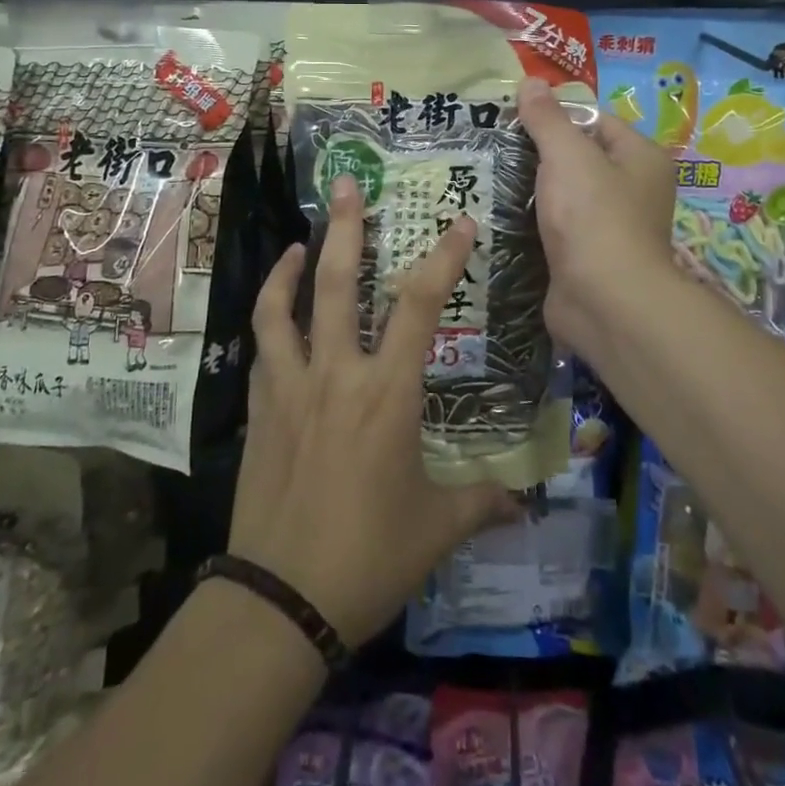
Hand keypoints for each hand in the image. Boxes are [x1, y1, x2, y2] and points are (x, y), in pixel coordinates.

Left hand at [229, 175, 515, 647]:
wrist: (281, 600)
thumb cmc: (368, 556)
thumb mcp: (435, 528)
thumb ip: (481, 502)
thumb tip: (524, 501)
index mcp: (386, 392)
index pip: (418, 306)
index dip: (442, 259)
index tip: (460, 223)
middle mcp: (336, 374)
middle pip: (336, 283)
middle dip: (342, 228)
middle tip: (344, 185)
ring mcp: (290, 388)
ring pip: (283, 309)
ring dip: (289, 267)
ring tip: (299, 241)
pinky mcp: (259, 410)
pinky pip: (262, 350)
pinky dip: (271, 322)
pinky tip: (278, 317)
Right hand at [514, 76, 678, 351]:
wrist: (605, 302)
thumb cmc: (593, 216)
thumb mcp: (567, 154)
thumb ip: (547, 118)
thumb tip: (531, 82)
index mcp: (641, 158)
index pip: (596, 120)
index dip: (558, 115)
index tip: (516, 118)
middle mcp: (634, 189)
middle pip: (580, 157)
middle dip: (541, 153)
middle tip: (498, 146)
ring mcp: (612, 226)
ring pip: (566, 194)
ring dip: (535, 189)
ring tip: (492, 176)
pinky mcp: (589, 257)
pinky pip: (559, 227)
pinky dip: (536, 222)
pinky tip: (503, 214)